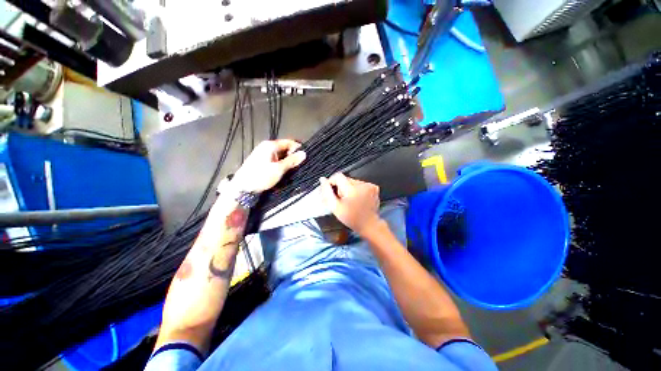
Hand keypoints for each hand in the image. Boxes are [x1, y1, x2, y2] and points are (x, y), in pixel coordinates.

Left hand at [231, 140, 305, 192]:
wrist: (242, 187)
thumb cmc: (261, 176)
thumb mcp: (279, 169)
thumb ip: (292, 160)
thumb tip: (304, 154)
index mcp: (270, 145)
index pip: (289, 142)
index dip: (298, 148)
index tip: (305, 158)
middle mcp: (267, 147)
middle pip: (285, 148)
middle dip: (293, 156)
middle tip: (299, 166)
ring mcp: (263, 154)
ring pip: (281, 155)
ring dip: (287, 161)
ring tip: (293, 170)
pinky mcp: (262, 161)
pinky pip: (276, 160)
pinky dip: (281, 164)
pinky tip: (284, 171)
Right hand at [319, 173, 381, 235]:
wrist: (369, 224)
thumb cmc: (351, 218)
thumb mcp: (335, 207)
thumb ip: (327, 192)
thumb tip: (322, 179)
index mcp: (352, 190)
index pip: (338, 176)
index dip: (332, 181)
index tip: (331, 190)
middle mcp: (362, 185)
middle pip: (346, 179)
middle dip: (341, 187)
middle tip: (341, 199)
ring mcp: (369, 186)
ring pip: (353, 181)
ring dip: (349, 188)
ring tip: (350, 200)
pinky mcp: (374, 187)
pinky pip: (360, 184)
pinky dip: (357, 189)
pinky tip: (358, 198)